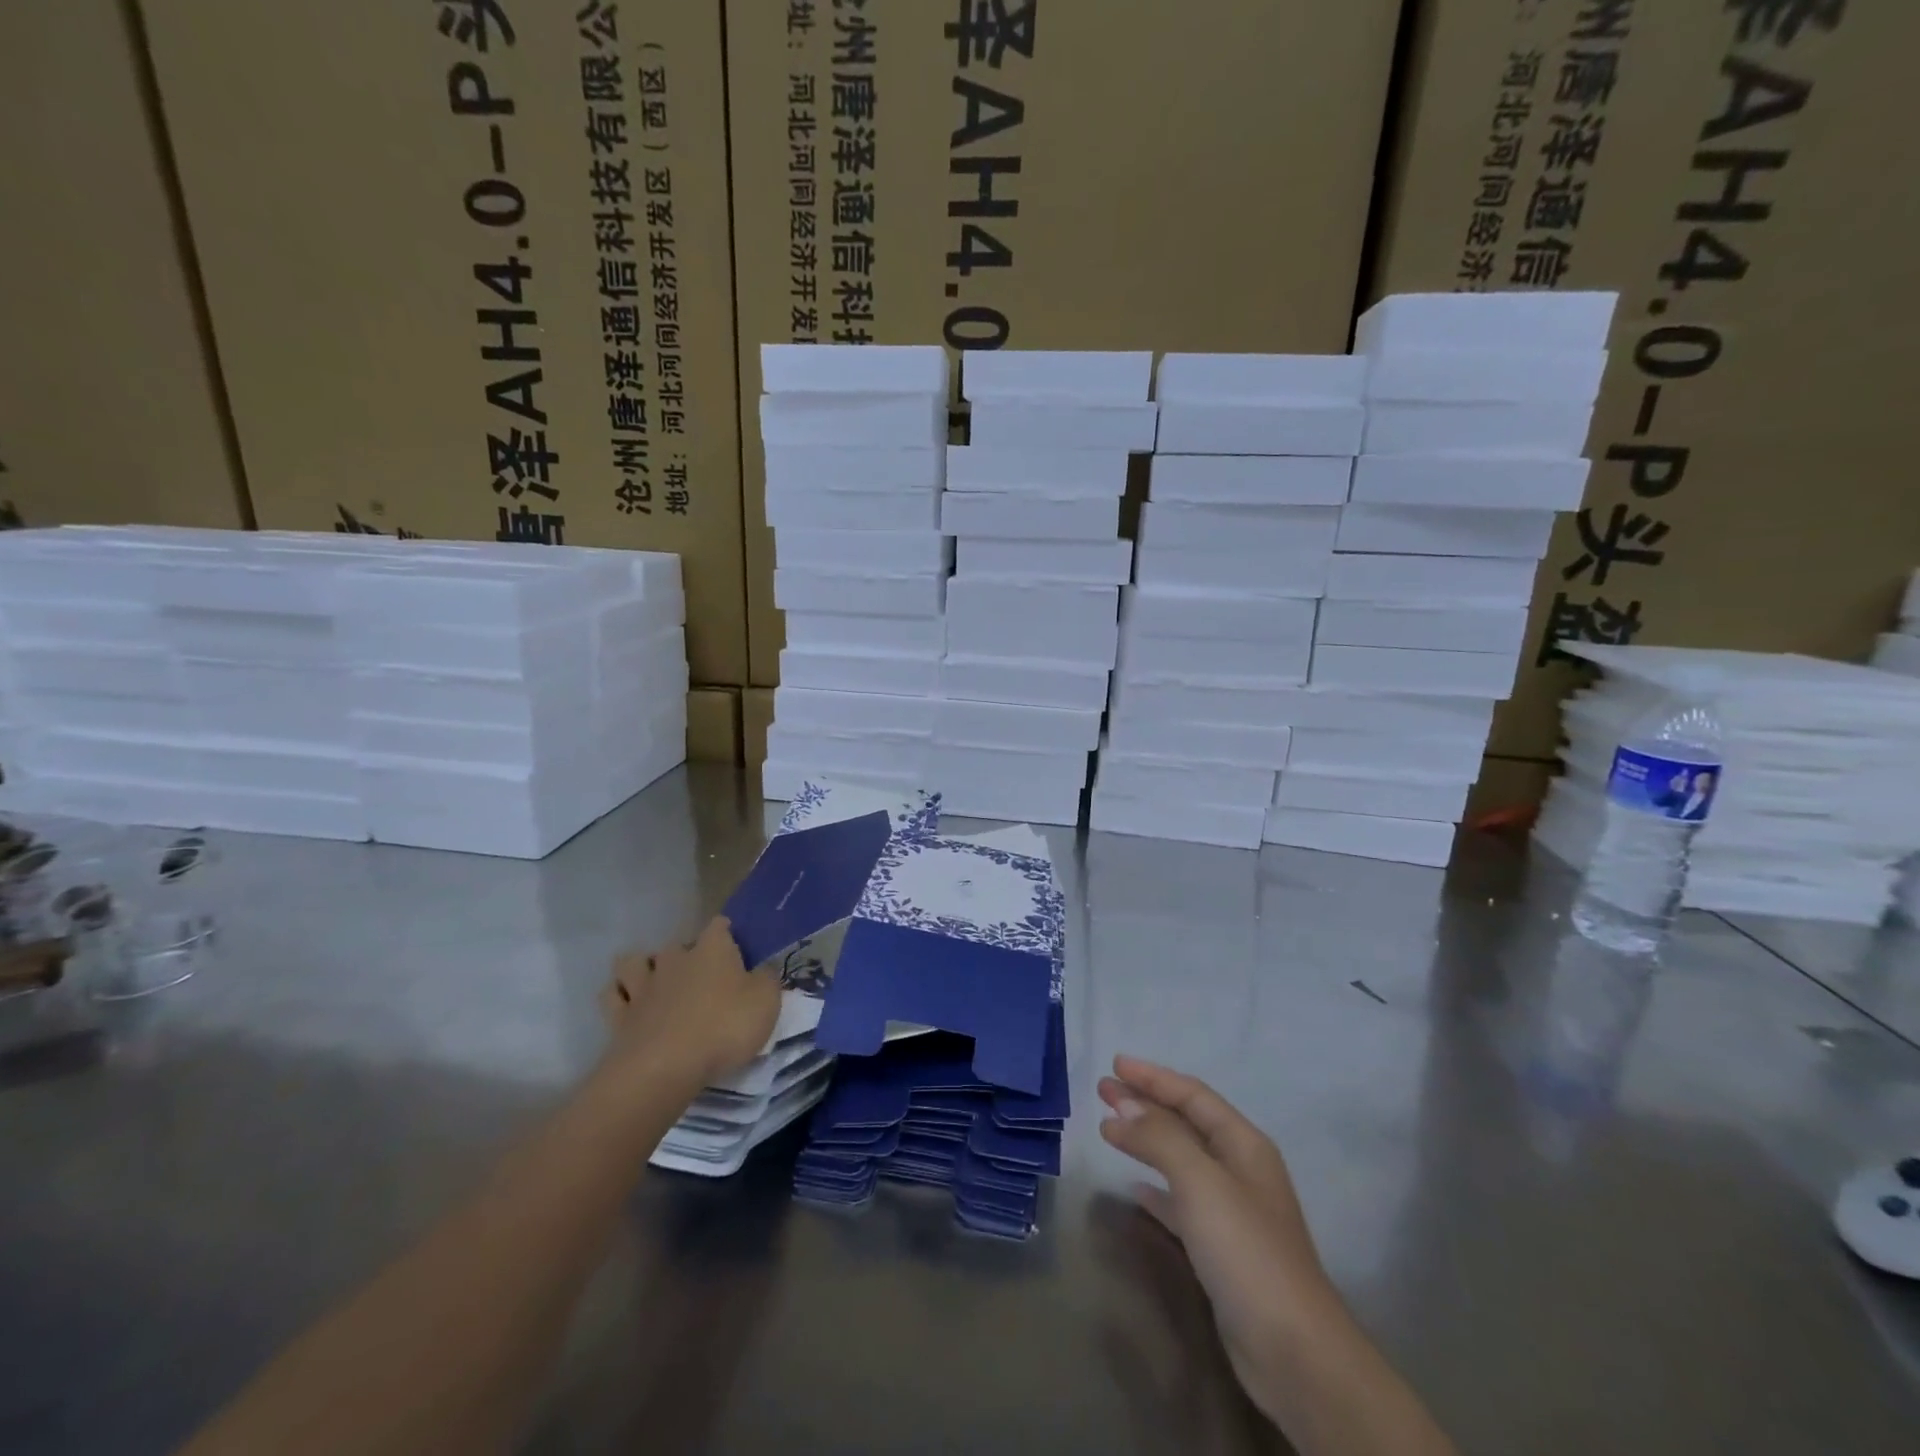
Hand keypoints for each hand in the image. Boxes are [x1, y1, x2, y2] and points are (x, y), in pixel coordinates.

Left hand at [601, 917, 780, 1084]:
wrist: (664, 1068)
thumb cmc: (724, 1028)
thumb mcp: (766, 1002)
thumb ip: (767, 980)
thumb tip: (763, 969)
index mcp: (713, 949)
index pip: (720, 926)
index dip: (727, 934)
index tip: (736, 950)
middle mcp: (675, 959)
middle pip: (678, 944)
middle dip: (686, 955)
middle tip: (700, 978)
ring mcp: (642, 986)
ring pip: (634, 961)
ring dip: (643, 968)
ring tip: (657, 984)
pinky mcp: (619, 1016)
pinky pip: (612, 995)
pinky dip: (620, 996)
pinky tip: (631, 1006)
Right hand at [1098, 1055, 1339, 1418]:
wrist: (1293, 1350)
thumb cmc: (1246, 1249)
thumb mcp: (1199, 1180)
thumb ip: (1159, 1137)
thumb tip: (1121, 1106)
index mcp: (1243, 1143)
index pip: (1192, 1094)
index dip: (1153, 1077)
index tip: (1115, 1064)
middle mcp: (1240, 1168)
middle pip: (1186, 1122)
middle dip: (1145, 1102)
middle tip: (1103, 1090)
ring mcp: (1232, 1209)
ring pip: (1180, 1158)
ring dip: (1146, 1139)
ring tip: (1109, 1127)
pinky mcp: (1221, 1247)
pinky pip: (1180, 1201)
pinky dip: (1156, 1187)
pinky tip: (1134, 1188)